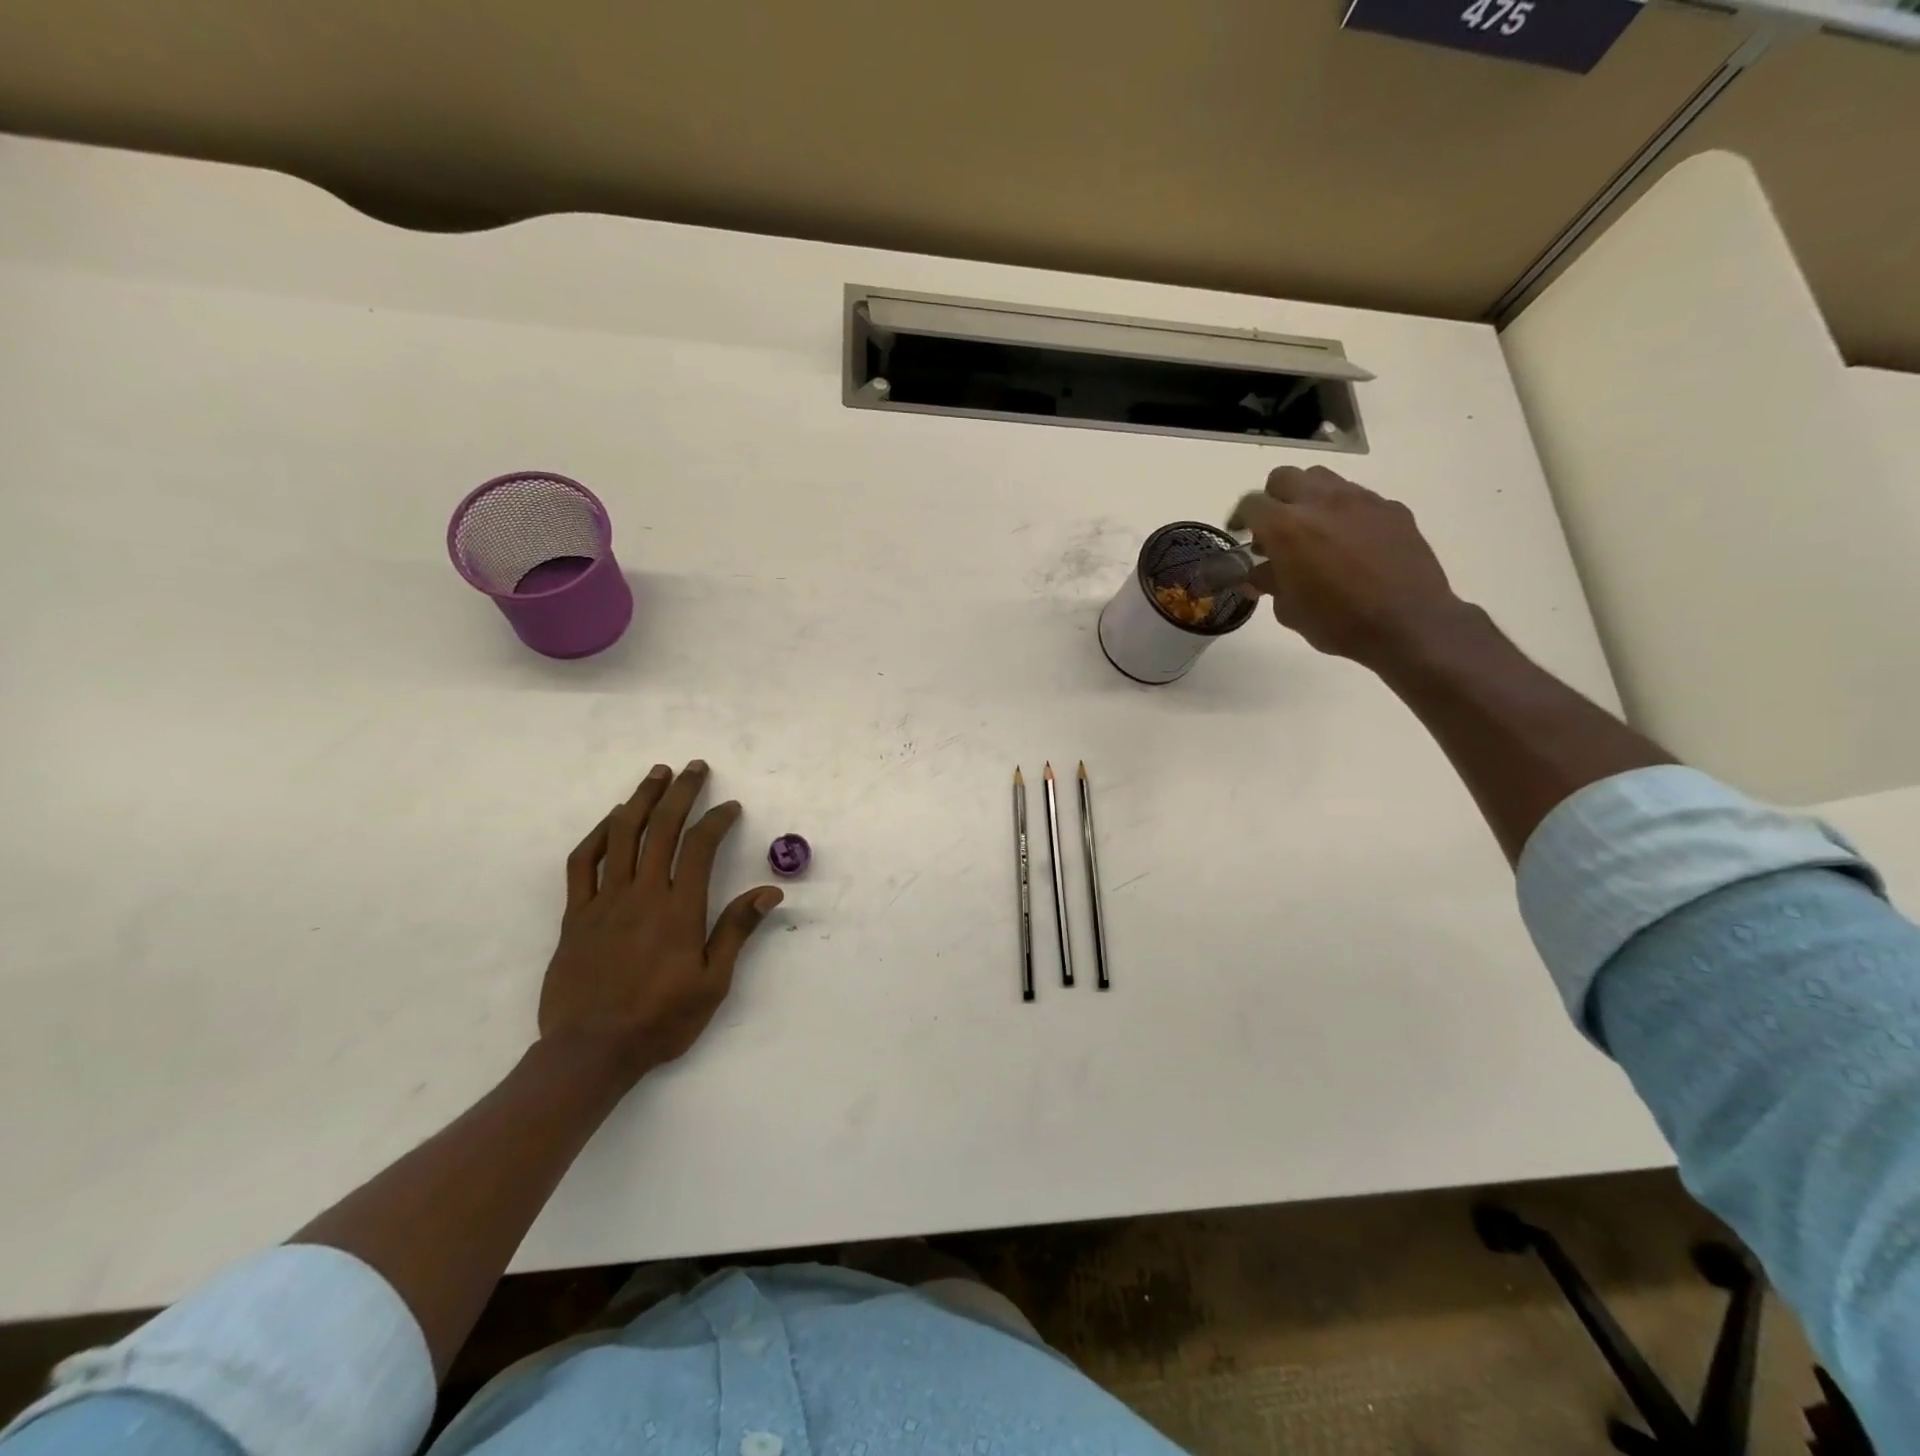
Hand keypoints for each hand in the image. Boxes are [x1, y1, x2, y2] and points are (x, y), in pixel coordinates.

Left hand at [538, 760, 782, 1082]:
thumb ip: (737, 931)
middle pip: (661, 828)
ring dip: (639, 800)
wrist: (590, 1052)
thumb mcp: (712, 983)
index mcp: (678, 910)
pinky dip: (597, 835)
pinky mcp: (575, 915)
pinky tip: (610, 820)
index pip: (699, 847)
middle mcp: (641, 894)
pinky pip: (582, 864)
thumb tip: (769, 891)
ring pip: (621, 836)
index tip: (730, 807)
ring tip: (655, 774)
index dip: (716, 820)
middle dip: (680, 793)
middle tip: (694, 768)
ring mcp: (603, 902)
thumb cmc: (660, 1020)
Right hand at [1229, 465, 1467, 667]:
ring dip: (1309, 498)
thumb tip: (1258, 574)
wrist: (1408, 624)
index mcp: (1286, 527)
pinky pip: (1358, 498)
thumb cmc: (1337, 622)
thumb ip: (1268, 582)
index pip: (1251, 503)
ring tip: (1313, 530)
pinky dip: (1344, 513)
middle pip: (1284, 477)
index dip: (1241, 518)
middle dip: (1274, 499)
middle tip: (1276, 529)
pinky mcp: (1391, 508)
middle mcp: (1320, 502)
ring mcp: (1360, 500)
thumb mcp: (1288, 609)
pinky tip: (1351, 543)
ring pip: (1322, 479)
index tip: (1241, 535)